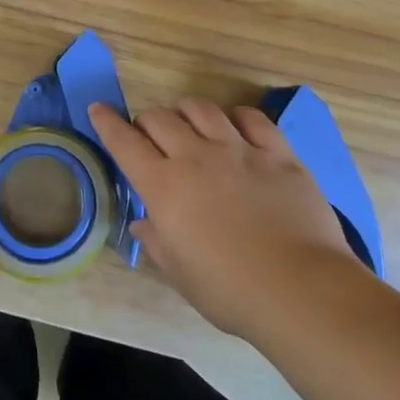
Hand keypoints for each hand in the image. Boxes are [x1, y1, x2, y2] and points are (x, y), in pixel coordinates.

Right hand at [88, 98, 359, 338]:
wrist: (300, 290)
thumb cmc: (230, 290)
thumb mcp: (180, 273)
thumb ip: (157, 240)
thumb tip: (144, 222)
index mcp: (164, 186)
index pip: (124, 142)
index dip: (107, 122)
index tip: (99, 109)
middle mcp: (195, 157)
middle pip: (160, 118)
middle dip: (146, 120)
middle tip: (149, 135)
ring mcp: (239, 150)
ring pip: (202, 108)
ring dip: (186, 111)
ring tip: (188, 123)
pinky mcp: (277, 153)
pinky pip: (251, 118)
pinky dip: (236, 116)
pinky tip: (235, 127)